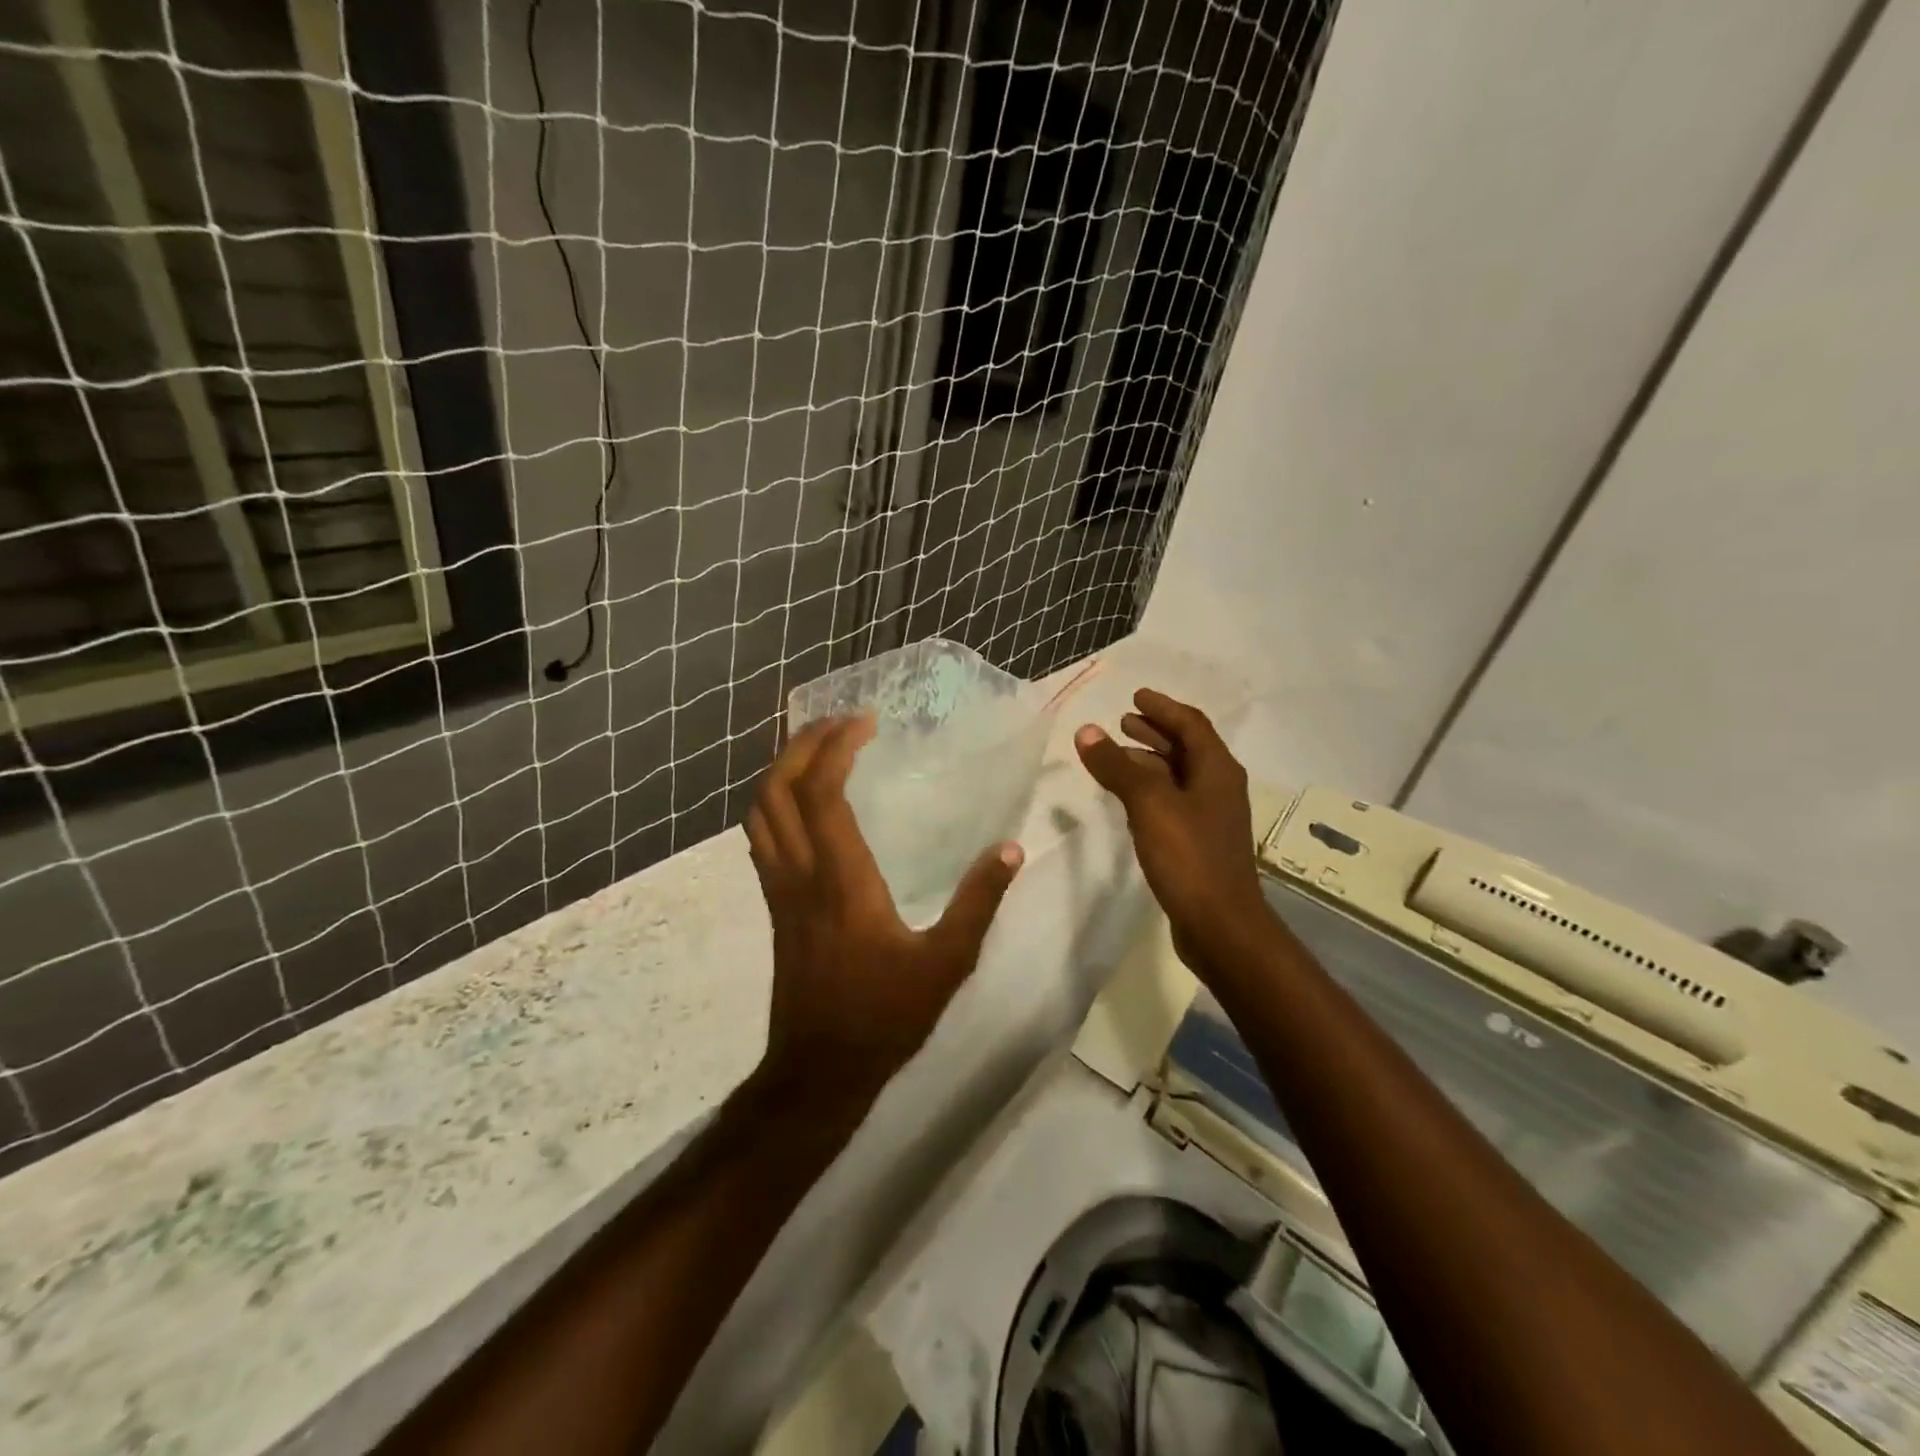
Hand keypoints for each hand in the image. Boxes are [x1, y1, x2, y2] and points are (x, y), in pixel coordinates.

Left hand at [745, 715, 1023, 1104]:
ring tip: (818, 749)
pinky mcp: (775, 905)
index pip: (821, 793)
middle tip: (840, 723)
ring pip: (759, 811)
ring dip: (782, 769)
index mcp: (841, 879)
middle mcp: (800, 873)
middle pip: (777, 789)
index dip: (835, 747)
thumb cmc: (885, 1016)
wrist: (819, 1070)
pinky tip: (804, 803)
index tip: (864, 722)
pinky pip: (761, 836)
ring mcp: (780, 889)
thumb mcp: (947, 962)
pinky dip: (775, 801)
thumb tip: (1010, 850)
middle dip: (802, 744)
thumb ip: (978, 902)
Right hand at [1075, 689, 1271, 972]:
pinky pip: (1172, 802)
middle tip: (1123, 721)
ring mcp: (1210, 818)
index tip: (1136, 696)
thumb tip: (1086, 731)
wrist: (1220, 925)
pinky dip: (1150, 790)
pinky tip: (1128, 800)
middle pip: (1186, 748)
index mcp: (1217, 770)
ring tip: (1118, 755)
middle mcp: (1218, 788)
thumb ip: (1117, 767)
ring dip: (1150, 761)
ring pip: (1178, 776)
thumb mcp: (1149, 804)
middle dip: (1155, 732)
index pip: (1191, 725)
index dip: (1163, 708)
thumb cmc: (1189, 857)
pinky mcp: (1198, 844)